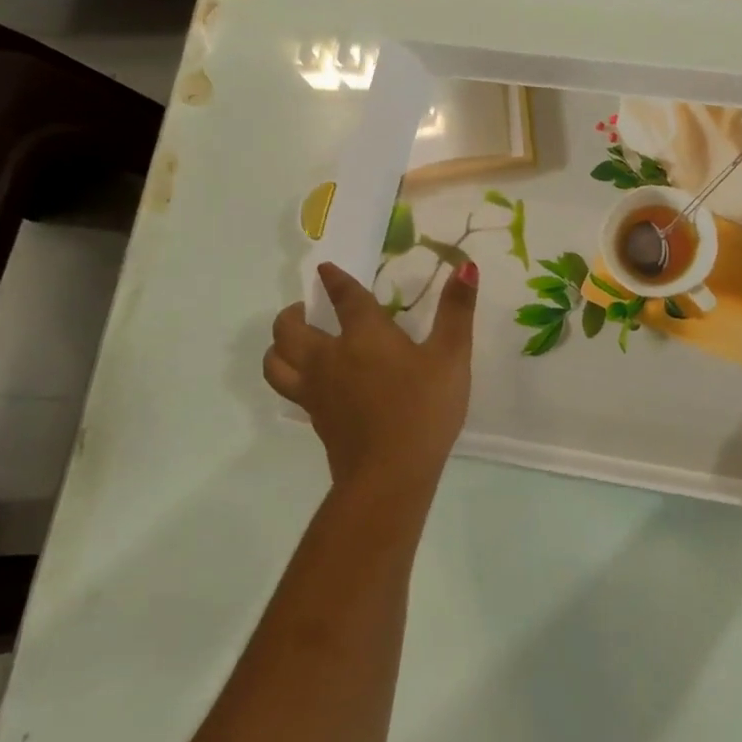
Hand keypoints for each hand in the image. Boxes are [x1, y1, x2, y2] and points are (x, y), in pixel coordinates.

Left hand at [264, 260, 478, 495]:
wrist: (390, 474)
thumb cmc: (423, 408)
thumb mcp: (451, 356)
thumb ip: (457, 310)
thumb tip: (466, 266)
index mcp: (363, 335)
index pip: (344, 297)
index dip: (334, 279)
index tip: (325, 269)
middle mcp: (329, 357)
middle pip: (289, 329)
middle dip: (293, 313)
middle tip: (307, 309)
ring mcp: (316, 391)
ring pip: (275, 361)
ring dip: (279, 345)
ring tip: (294, 341)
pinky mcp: (315, 418)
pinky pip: (288, 388)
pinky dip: (289, 374)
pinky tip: (311, 380)